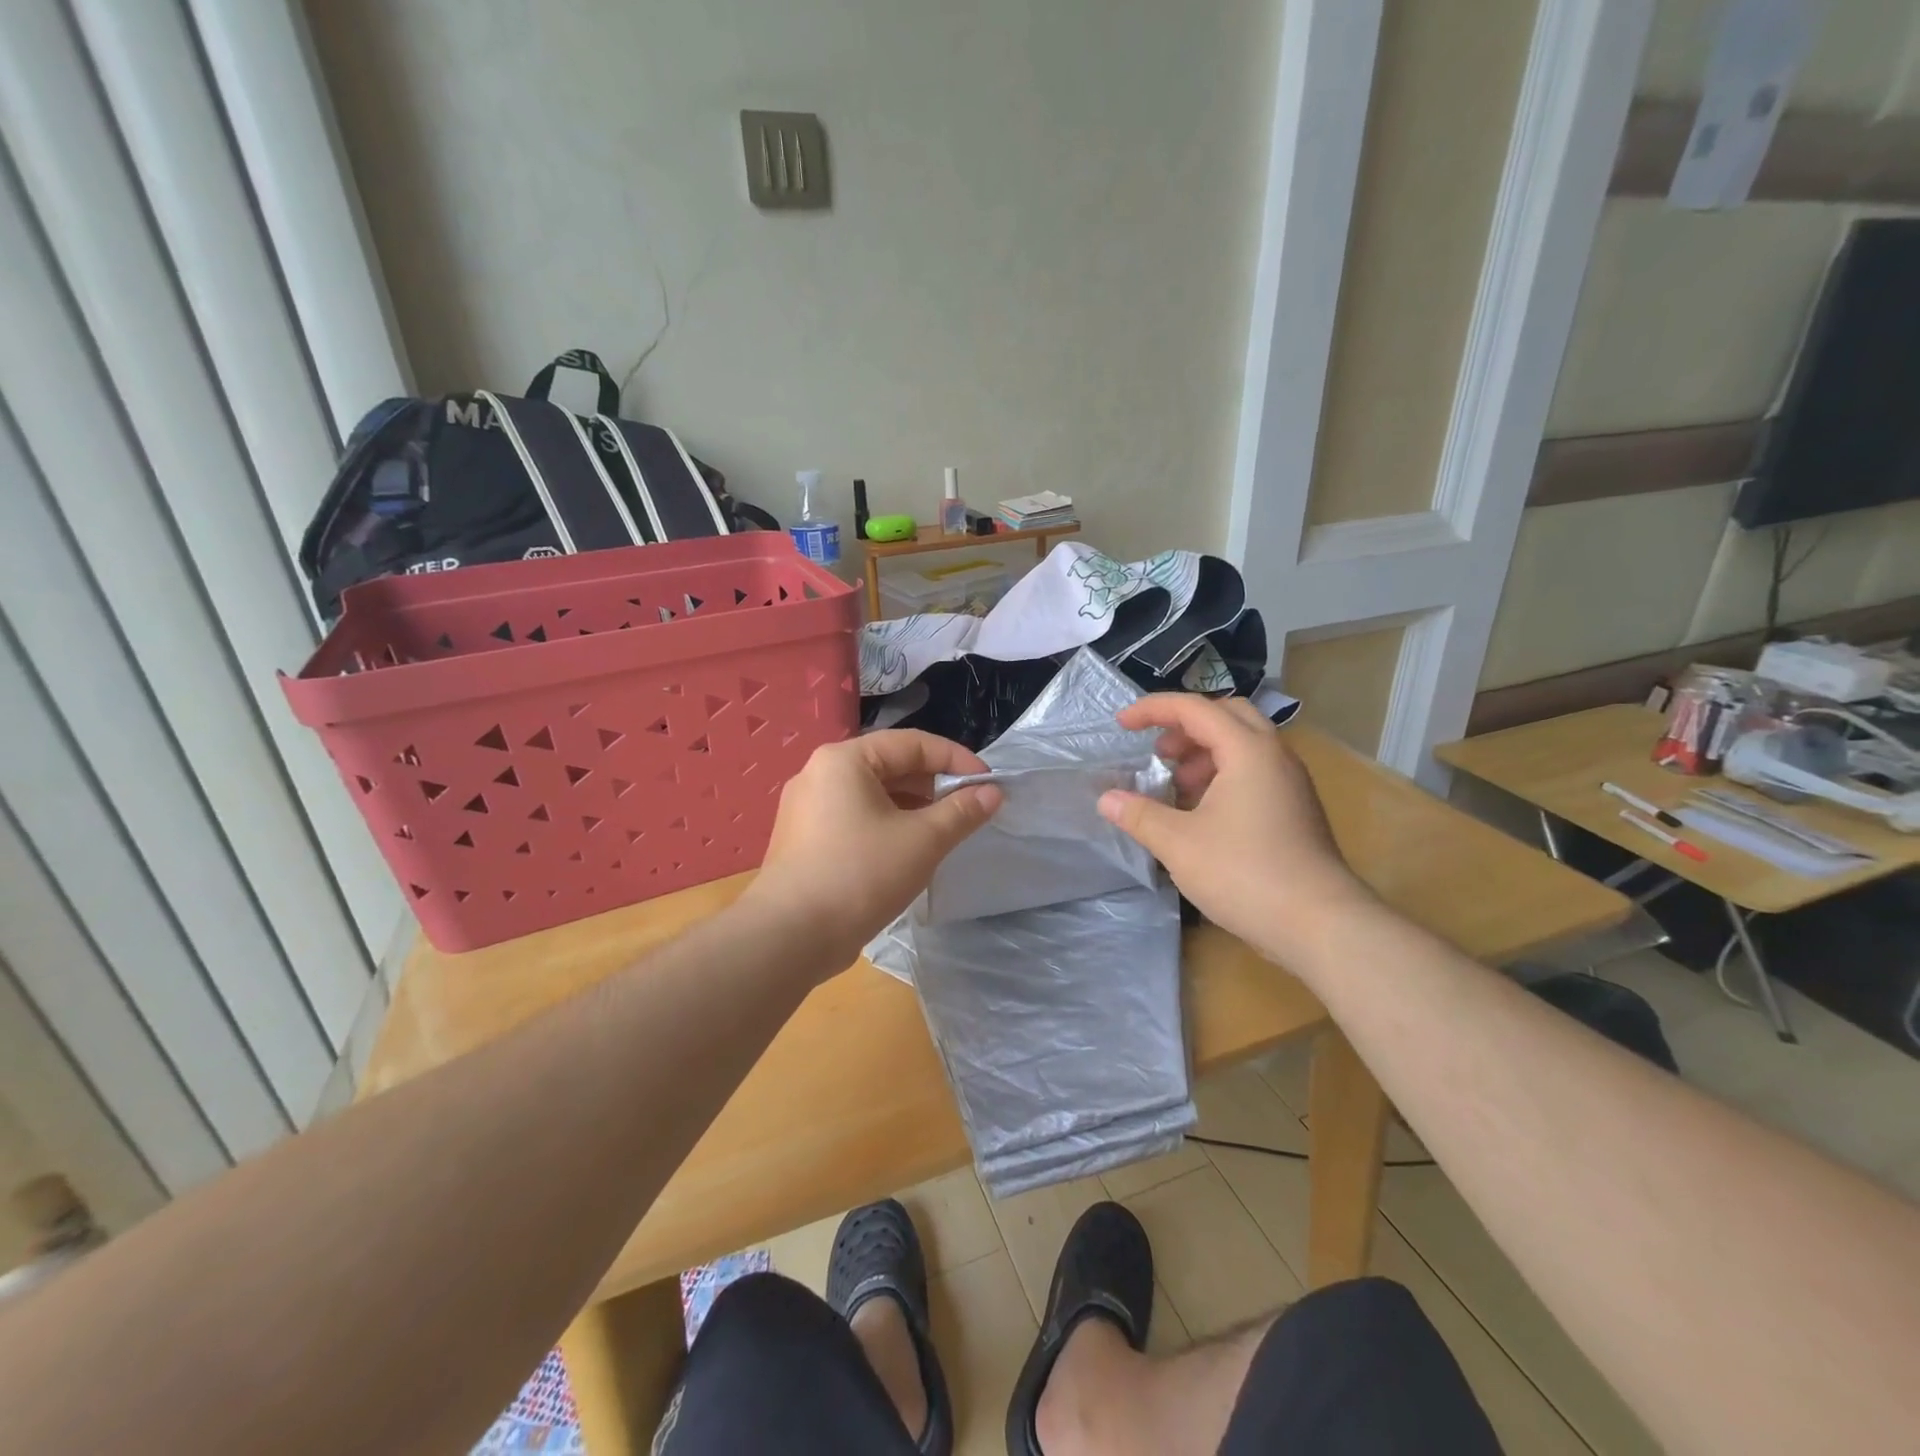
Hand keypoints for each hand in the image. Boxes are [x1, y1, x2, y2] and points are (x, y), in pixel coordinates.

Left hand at [742, 730, 1002, 973]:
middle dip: (934, 785)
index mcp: (845, 760)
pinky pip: (855, 818)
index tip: (989, 785)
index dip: (956, 761)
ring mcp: (807, 808)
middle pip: (890, 766)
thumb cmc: (860, 875)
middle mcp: (820, 773)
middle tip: (969, 808)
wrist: (789, 936)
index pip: (912, 744)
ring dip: (913, 808)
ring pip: (873, 795)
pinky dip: (887, 825)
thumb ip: (961, 812)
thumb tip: (992, 793)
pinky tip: (908, 851)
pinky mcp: (804, 839)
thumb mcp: (922, 841)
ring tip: (945, 831)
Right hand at [1097, 695, 1373, 963]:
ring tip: (1176, 786)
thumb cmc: (1245, 874)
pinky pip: (1255, 772)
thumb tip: (1107, 799)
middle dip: (1185, 727)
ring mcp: (1290, 783)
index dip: (1153, 710)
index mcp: (1248, 750)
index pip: (1194, 709)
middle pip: (1226, 716)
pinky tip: (1202, 813)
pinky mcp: (1296, 809)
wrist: (1321, 925)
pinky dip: (1223, 776)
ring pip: (1244, 745)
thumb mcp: (1179, 844)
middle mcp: (1275, 756)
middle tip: (1157, 752)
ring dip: (1204, 754)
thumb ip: (1140, 815)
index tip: (1121, 725)